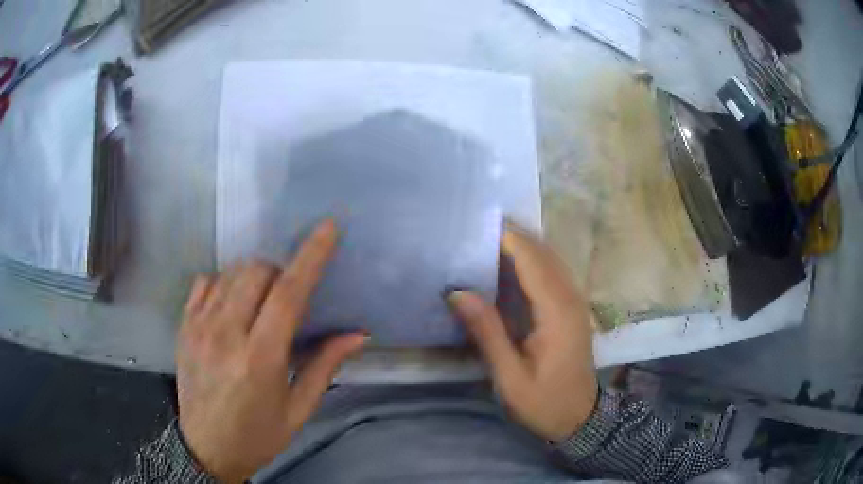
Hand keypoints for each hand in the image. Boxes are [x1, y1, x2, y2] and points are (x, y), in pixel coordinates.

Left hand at [176, 220, 365, 482]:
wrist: (206, 448)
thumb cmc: (258, 435)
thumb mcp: (298, 410)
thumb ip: (324, 367)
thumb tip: (358, 334)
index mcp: (260, 359)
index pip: (287, 295)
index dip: (310, 257)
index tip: (327, 228)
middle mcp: (225, 335)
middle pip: (256, 272)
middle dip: (279, 271)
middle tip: (286, 297)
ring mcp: (199, 327)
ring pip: (230, 272)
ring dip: (253, 276)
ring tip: (259, 303)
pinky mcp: (184, 327)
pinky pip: (205, 281)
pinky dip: (224, 282)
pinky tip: (231, 305)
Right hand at [447, 225, 596, 441]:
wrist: (579, 417)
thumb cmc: (543, 401)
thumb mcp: (509, 376)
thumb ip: (487, 331)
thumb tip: (458, 292)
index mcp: (557, 313)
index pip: (532, 262)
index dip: (508, 239)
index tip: (478, 224)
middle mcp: (571, 299)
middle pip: (544, 254)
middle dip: (514, 235)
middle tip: (477, 227)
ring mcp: (575, 302)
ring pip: (551, 259)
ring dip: (524, 244)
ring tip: (489, 237)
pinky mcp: (573, 308)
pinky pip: (553, 272)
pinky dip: (533, 259)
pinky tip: (511, 262)